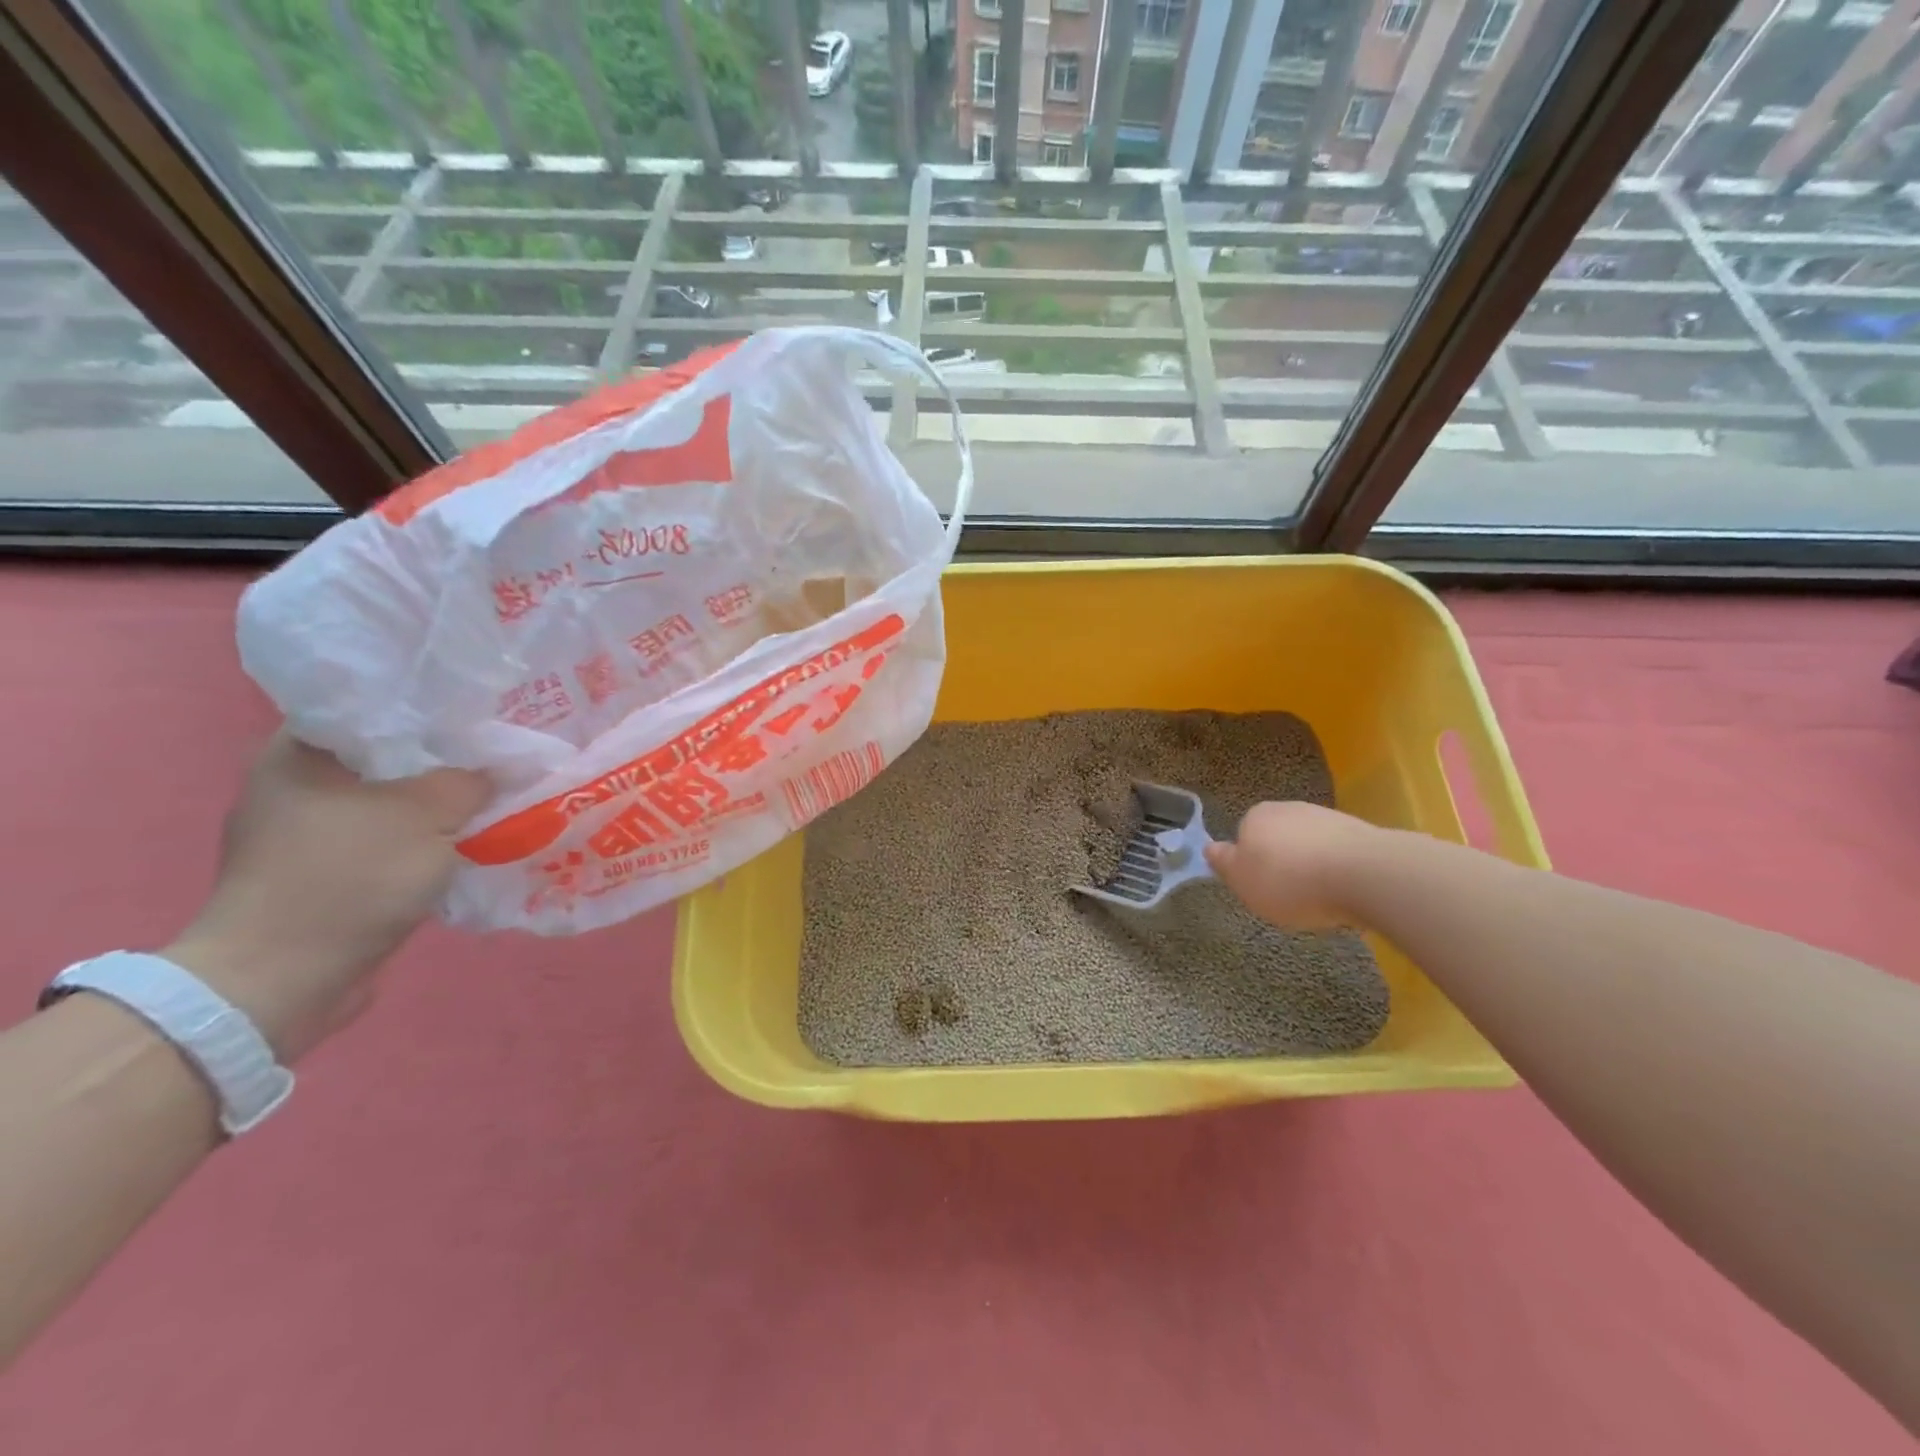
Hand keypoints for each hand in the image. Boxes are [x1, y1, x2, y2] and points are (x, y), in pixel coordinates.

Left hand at [161, 733, 491, 1060]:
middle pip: (389, 755)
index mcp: (298, 752)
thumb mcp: (426, 815)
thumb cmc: (346, 878)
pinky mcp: (324, 871)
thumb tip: (499, 771)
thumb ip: (471, 781)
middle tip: (501, 753)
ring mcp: (307, 832)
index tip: (484, 714)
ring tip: (495, 794)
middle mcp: (295, 784)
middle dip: (447, 758)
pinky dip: (424, 837)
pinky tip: (466, 839)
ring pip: (393, 800)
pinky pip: (389, 838)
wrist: (281, 979)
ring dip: (439, 802)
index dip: (435, 707)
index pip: (376, 707)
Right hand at [1203, 800, 1384, 930]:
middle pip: (1276, 838)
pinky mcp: (1359, 832)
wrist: (1365, 874)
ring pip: (1308, 844)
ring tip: (1319, 898)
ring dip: (1311, 866)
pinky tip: (1344, 892)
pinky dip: (1337, 870)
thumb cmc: (1290, 881)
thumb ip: (1223, 863)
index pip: (1243, 836)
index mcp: (1254, 816)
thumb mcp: (1243, 882)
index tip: (1258, 888)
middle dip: (1281, 862)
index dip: (1249, 864)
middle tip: (1287, 896)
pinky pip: (1337, 853)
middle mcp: (1288, 808)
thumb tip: (1210, 847)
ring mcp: (1326, 817)